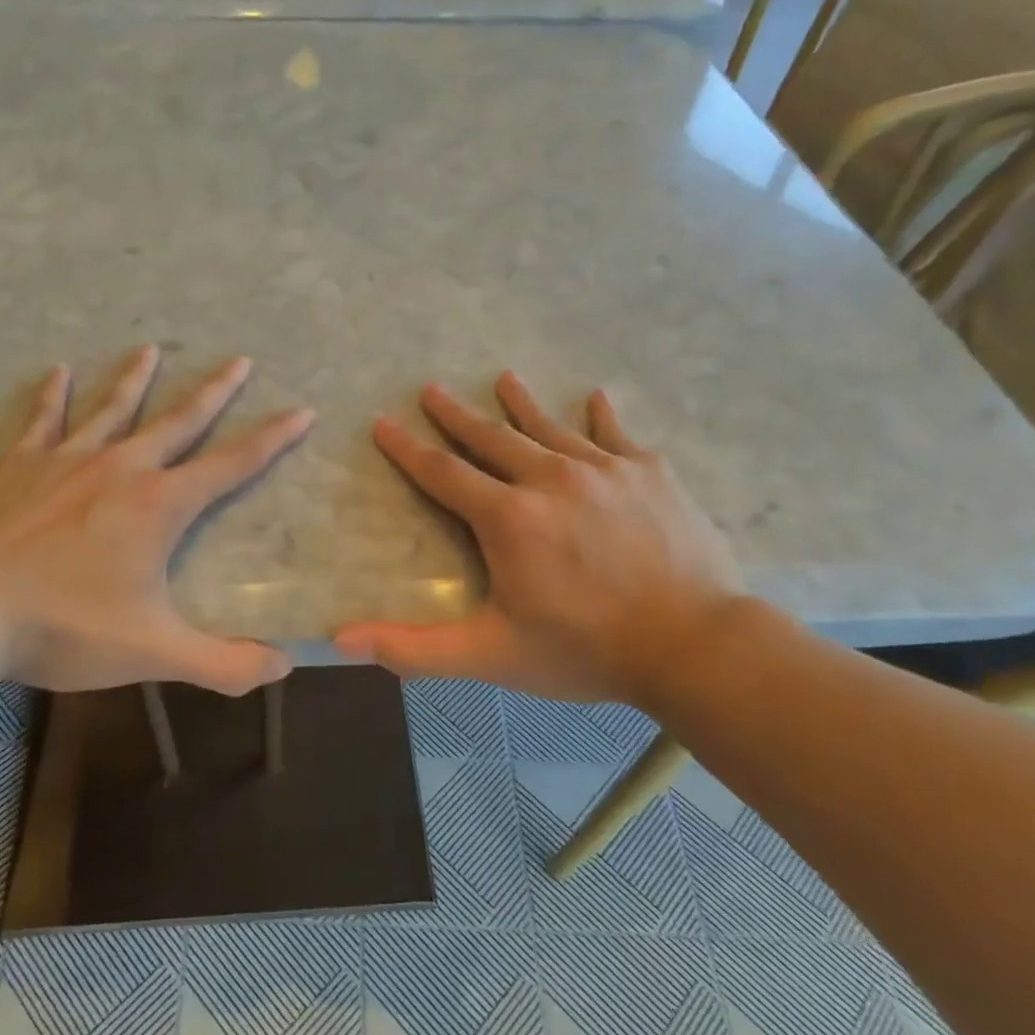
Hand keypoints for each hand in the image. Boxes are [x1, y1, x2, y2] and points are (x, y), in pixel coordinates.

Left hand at [0, 345, 313, 694]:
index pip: (231, 465)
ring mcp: (63, 461)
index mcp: (158, 505)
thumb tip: (284, 666)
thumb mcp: (153, 652)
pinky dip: (52, 394)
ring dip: (135, 378)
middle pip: (178, 421)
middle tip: (239, 359)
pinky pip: (42, 420)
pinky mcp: (15, 466)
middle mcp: (119, 469)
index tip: (301, 410)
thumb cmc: (62, 628)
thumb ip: (224, 664)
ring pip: (111, 409)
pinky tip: (58, 370)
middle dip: (214, 392)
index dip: (272, 439)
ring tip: (150, 348)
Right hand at [335, 373, 742, 708]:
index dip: (408, 449)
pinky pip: (617, 436)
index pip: (443, 474)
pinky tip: (596, 398)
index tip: (384, 422)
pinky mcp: (650, 473)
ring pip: (550, 428)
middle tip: (432, 388)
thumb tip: (341, 642)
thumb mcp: (491, 655)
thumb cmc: (584, 650)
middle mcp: (550, 479)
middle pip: (492, 439)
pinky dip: (603, 417)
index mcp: (508, 518)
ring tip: (504, 380)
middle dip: (457, 415)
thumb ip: (414, 648)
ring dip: (522, 405)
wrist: (693, 645)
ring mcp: (604, 470)